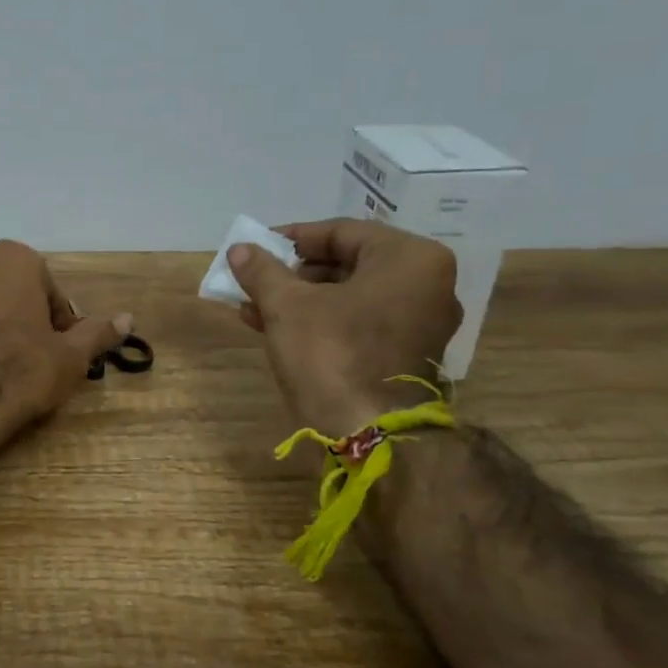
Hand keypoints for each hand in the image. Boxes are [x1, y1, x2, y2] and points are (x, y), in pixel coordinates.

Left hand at [0, 240, 132, 424]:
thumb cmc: (22, 369)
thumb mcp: (71, 355)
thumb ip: (98, 333)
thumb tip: (128, 318)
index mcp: (15, 259)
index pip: (52, 293)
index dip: (62, 326)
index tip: (62, 353)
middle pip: (19, 297)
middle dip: (31, 324)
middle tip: (40, 363)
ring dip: (4, 332)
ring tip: (11, 371)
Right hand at [228, 219, 460, 434]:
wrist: (370, 435)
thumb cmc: (332, 355)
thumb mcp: (287, 306)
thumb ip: (263, 271)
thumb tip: (240, 248)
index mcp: (409, 259)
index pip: (341, 232)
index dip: (292, 238)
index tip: (256, 247)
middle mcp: (427, 284)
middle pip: (348, 264)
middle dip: (294, 274)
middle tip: (255, 280)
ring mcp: (422, 323)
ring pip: (350, 297)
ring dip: (301, 300)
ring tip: (255, 308)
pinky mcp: (409, 356)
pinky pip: (360, 323)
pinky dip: (322, 322)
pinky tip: (277, 329)